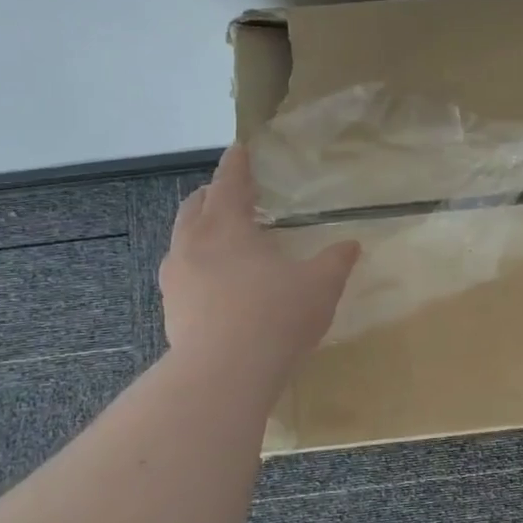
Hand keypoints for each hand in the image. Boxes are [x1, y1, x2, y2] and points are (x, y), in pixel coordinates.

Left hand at [159, 146, 360, 366]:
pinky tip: (217, 283)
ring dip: (201, 230)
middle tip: (233, 195)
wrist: (224, 373)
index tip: (239, 149)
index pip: (230, 182)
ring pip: (183, 239)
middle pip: (196, 206)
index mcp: (227, 226)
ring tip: (223, 239)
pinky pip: (182, 273)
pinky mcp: (171, 310)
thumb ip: (335, 261)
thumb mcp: (320, 285)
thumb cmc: (276, 315)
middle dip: (213, 195)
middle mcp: (193, 244)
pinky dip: (198, 264)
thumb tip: (351, 245)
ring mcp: (176, 278)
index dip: (237, 163)